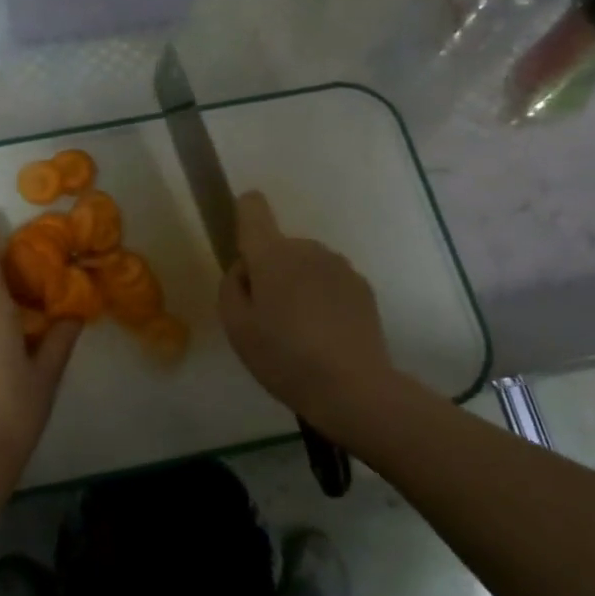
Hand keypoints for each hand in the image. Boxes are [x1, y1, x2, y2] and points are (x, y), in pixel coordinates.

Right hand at [218, 192, 396, 436]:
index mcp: (272, 254)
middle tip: (269, 317)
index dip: (244, 218)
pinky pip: (330, 282)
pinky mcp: (363, 287)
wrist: (353, 388)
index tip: (244, 254)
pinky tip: (325, 336)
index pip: (253, 207)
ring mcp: (340, 266)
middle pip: (279, 246)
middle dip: (271, 271)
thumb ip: (231, 286)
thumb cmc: (283, 356)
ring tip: (300, 332)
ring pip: (306, 264)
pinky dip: (323, 299)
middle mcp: (308, 248)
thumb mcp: (235, 326)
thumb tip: (245, 268)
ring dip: (298, 285)